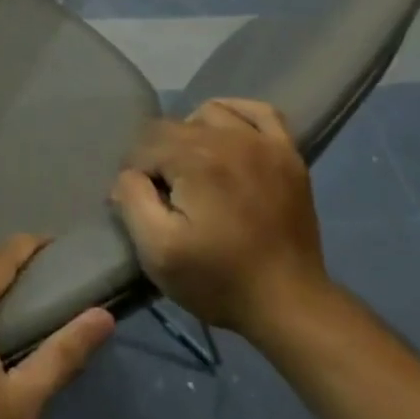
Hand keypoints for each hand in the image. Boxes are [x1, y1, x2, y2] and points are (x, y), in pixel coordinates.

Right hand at [109, 98, 329, 341]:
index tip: (142, 207)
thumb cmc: (219, 280)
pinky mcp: (287, 155)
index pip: (144, 146)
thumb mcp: (156, 251)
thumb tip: (129, 174)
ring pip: (208, 114)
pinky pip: (258, 111)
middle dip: (159, 157)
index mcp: (195, 159)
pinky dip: (236, 115)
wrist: (290, 306)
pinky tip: (226, 136)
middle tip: (166, 197)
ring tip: (193, 170)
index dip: (136, 176)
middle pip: (172, 127)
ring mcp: (263, 143)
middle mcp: (229, 138)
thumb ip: (132, 199)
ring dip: (192, 135)